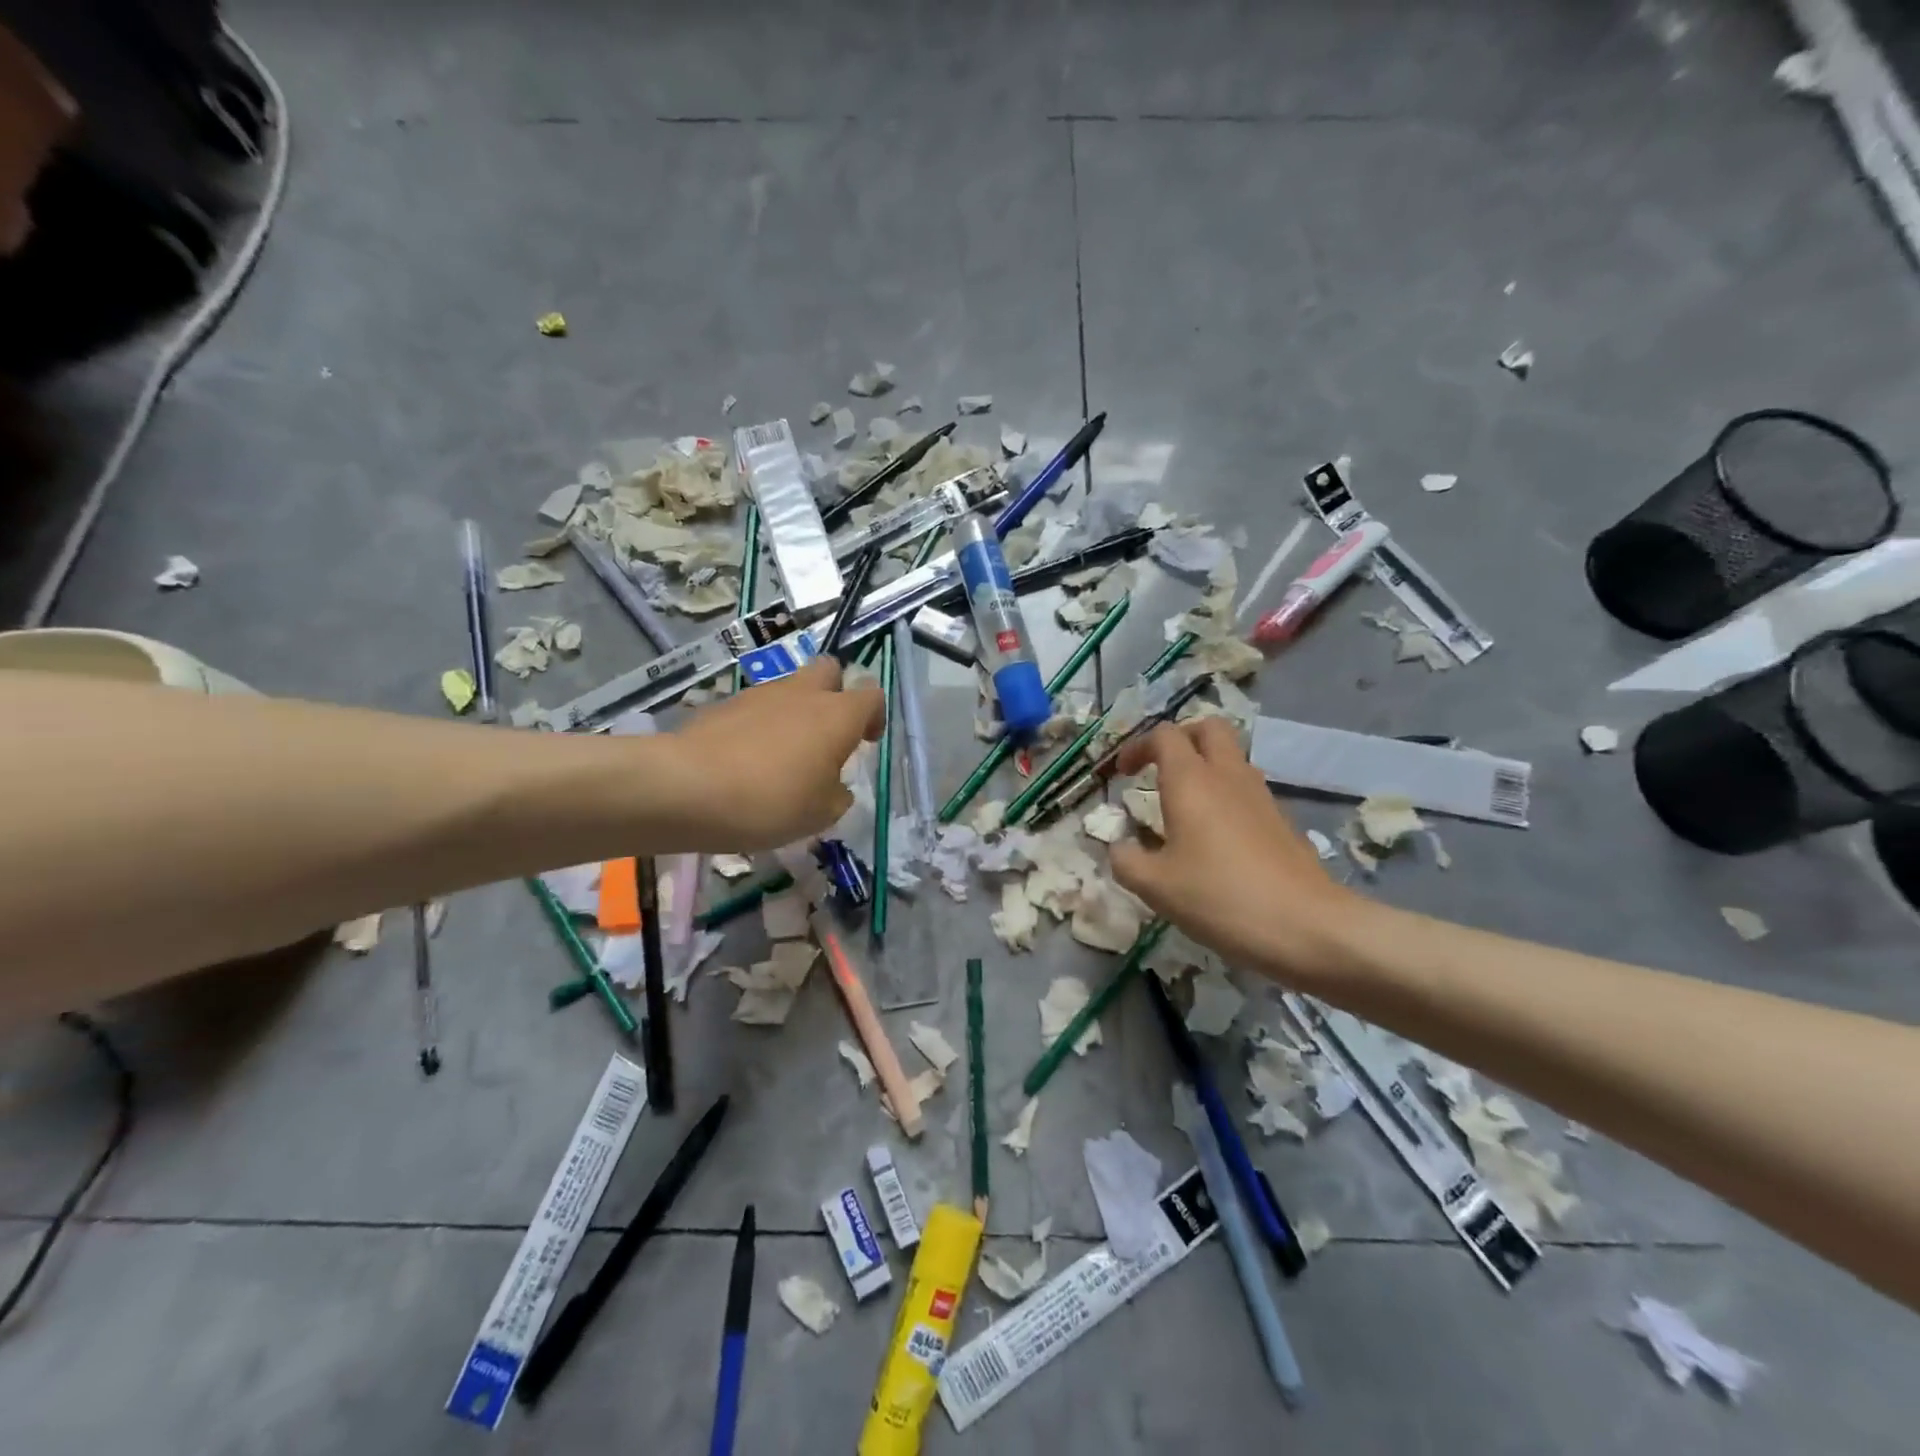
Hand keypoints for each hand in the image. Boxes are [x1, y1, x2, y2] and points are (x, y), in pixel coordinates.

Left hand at [659, 658, 883, 851]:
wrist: (686, 787)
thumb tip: (835, 786)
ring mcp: (760, 694)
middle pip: (829, 670)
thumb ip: (837, 795)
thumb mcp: (820, 814)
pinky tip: (745, 761)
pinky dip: (759, 726)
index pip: (871, 695)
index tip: (866, 742)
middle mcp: (803, 693)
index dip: (874, 716)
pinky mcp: (724, 704)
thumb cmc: (770, 801)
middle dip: (835, 694)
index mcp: (837, 715)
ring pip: (789, 688)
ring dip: (794, 712)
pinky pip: (754, 708)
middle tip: (827, 734)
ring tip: (781, 756)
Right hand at [1109, 717, 1361, 983]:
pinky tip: (1215, 838)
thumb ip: (1126, 860)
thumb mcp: (1156, 886)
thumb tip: (1119, 847)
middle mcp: (1228, 775)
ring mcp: (1261, 796)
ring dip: (1205, 767)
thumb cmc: (1220, 897)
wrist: (1308, 926)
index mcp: (1191, 780)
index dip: (1137, 746)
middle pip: (1208, 728)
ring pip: (1232, 757)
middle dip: (1180, 739)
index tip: (1121, 775)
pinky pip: (1246, 789)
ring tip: (1184, 806)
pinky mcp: (1281, 820)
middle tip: (1159, 769)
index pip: (1164, 736)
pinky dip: (1226, 795)